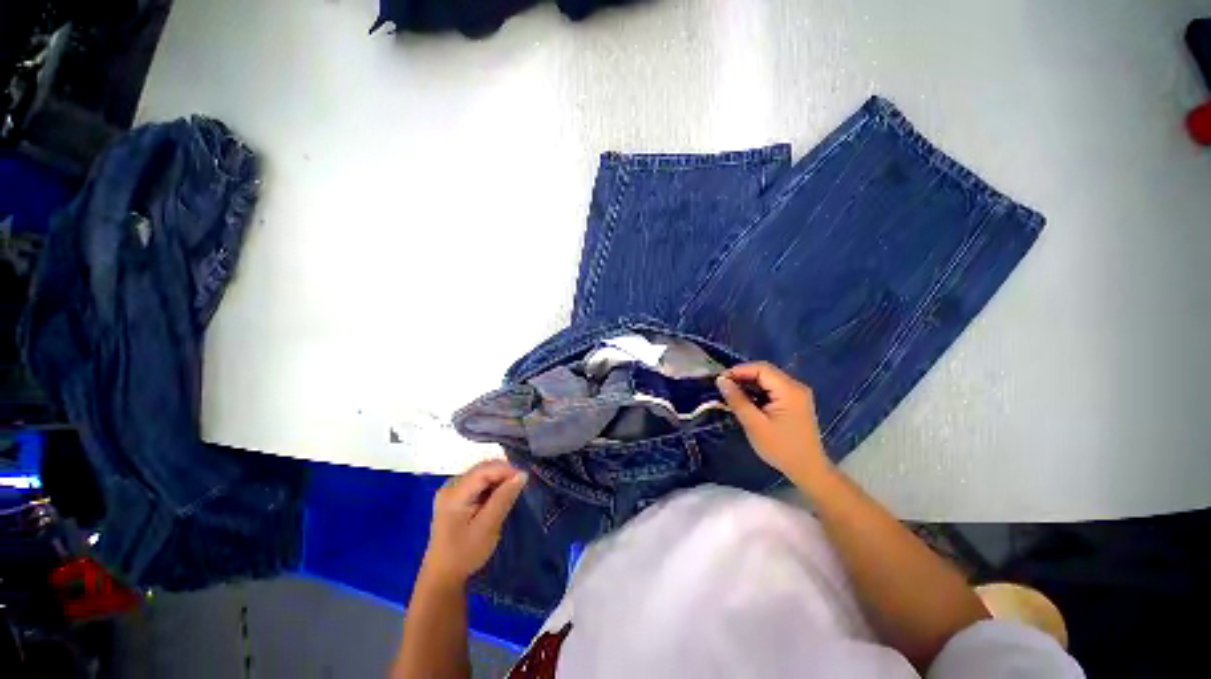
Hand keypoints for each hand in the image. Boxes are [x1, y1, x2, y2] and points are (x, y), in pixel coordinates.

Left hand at [422, 459, 527, 584]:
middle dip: (503, 473)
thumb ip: (504, 498)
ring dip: (498, 479)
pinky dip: (491, 486)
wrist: (443, 576)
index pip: (484, 470)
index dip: (506, 469)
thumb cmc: (465, 553)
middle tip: (520, 485)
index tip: (524, 479)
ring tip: (512, 491)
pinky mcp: (455, 498)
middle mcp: (450, 486)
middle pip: (482, 469)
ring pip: (481, 474)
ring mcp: (451, 491)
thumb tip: (521, 475)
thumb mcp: (488, 526)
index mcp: (454, 493)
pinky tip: (498, 497)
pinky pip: (477, 483)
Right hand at [716, 362, 829, 483]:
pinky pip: (773, 389)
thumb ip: (737, 400)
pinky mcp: (795, 402)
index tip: (721, 381)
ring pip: (768, 379)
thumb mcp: (754, 424)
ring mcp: (797, 394)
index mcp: (789, 390)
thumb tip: (721, 380)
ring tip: (732, 394)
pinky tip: (747, 401)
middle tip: (724, 387)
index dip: (739, 370)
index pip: (761, 369)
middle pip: (765, 372)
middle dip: (743, 376)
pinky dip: (758, 391)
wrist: (808, 470)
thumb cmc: (781, 448)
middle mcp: (796, 387)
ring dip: (749, 384)